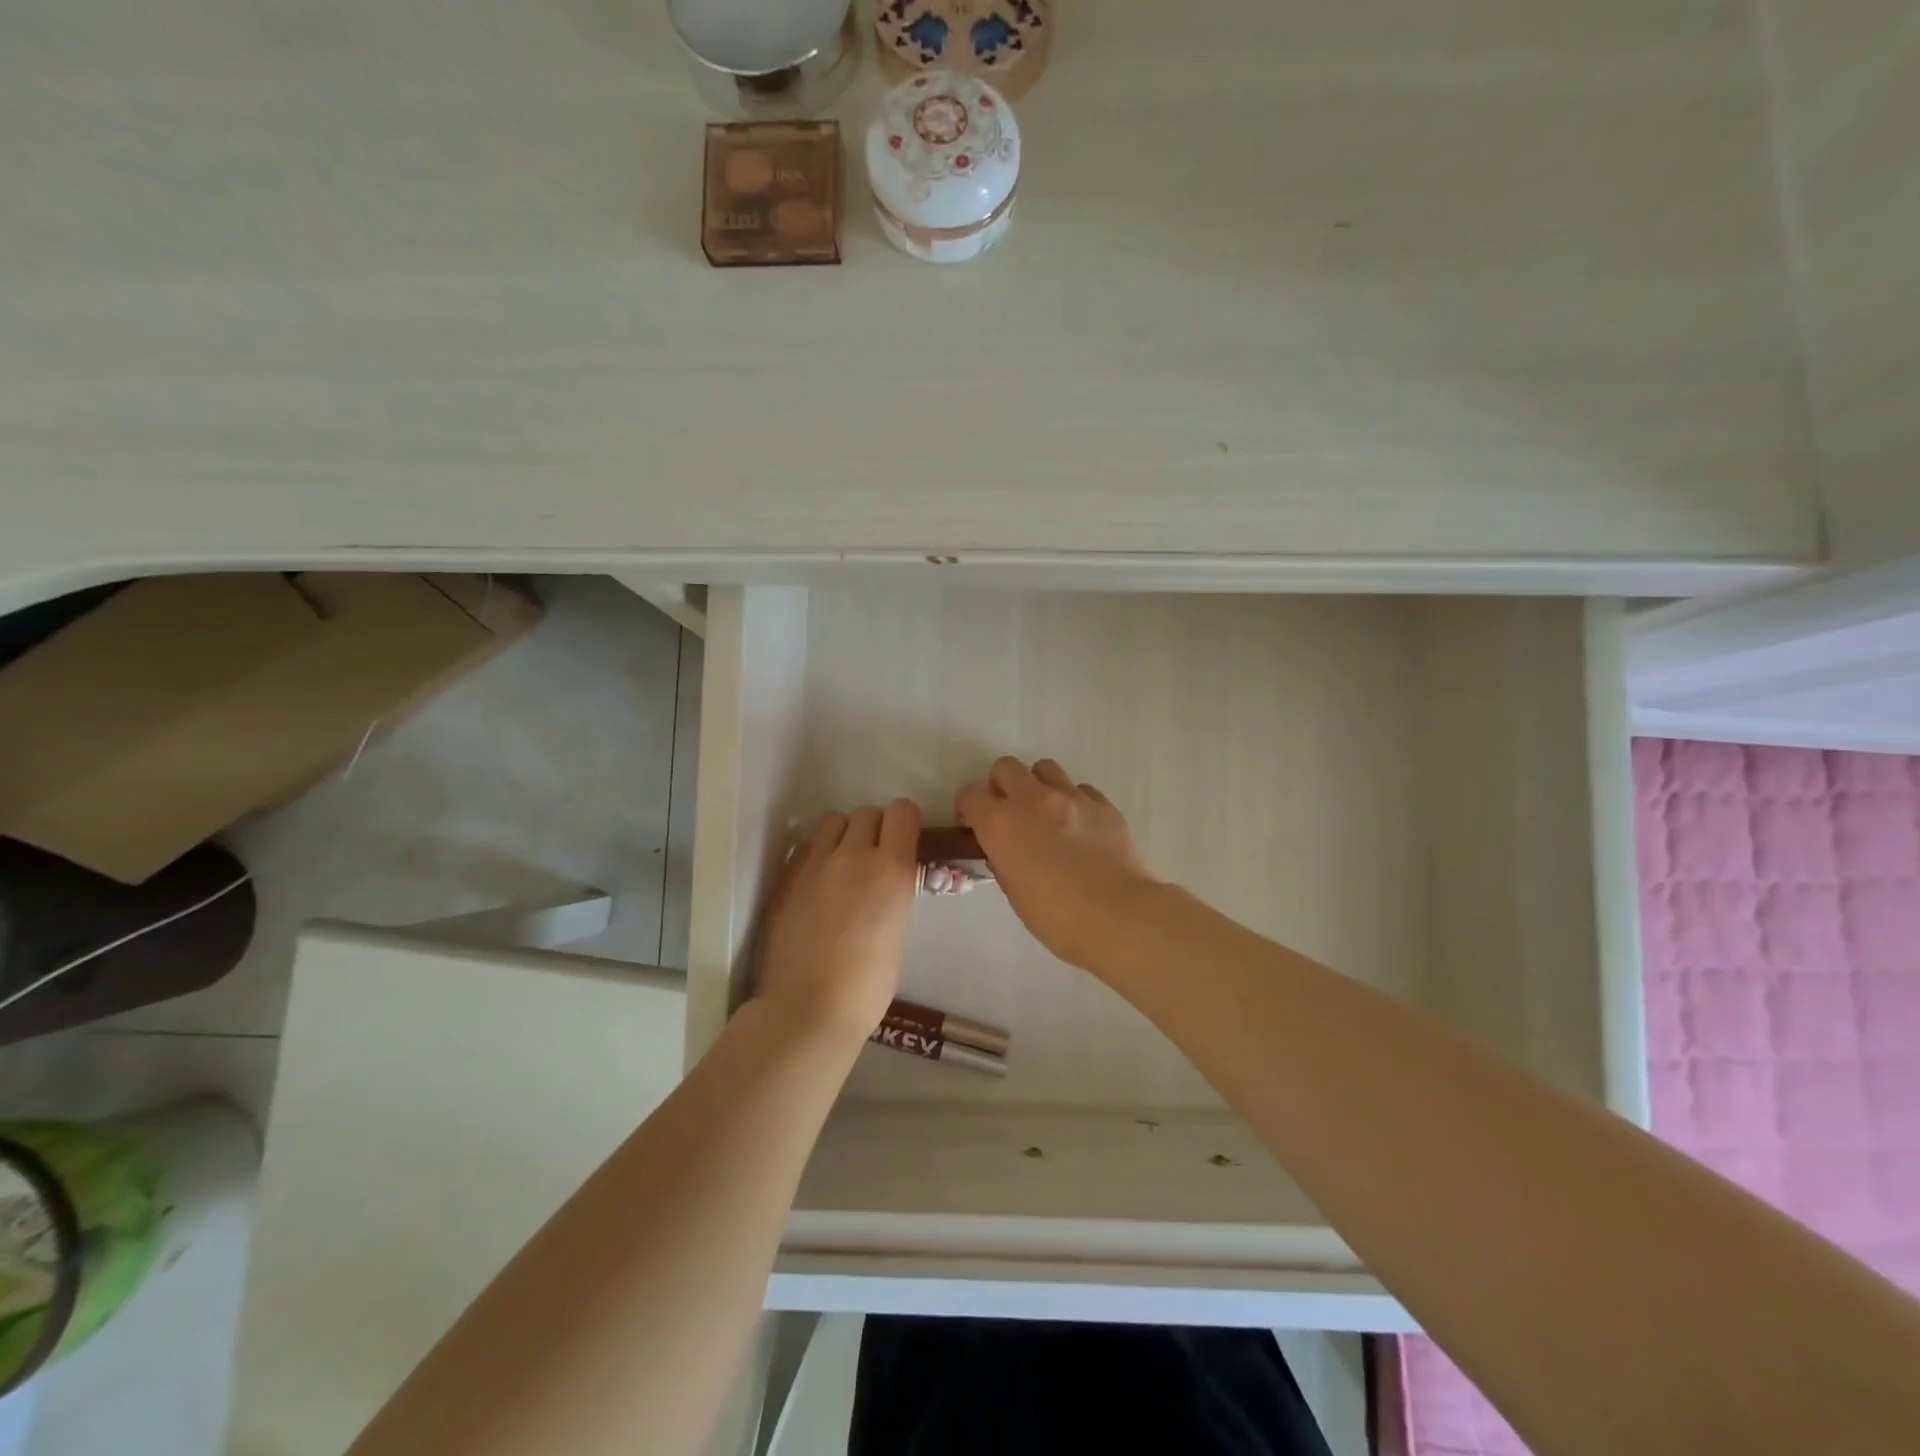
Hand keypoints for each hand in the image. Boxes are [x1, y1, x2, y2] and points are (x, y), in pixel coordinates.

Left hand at [756, 799, 920, 1045]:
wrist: (809, 1008)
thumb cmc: (868, 984)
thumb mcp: (900, 929)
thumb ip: (895, 891)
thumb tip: (889, 880)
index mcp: (891, 868)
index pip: (902, 812)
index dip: (905, 823)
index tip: (905, 840)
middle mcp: (853, 855)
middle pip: (867, 813)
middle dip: (875, 829)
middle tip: (874, 859)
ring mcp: (814, 863)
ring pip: (833, 821)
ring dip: (843, 835)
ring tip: (843, 864)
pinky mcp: (786, 877)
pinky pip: (806, 846)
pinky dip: (817, 854)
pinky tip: (817, 883)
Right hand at [955, 758, 1158, 972]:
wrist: (1119, 916)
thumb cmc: (1057, 917)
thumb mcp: (1015, 892)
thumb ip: (1003, 861)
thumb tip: (1005, 849)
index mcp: (1001, 824)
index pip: (970, 794)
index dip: (969, 809)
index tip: (975, 827)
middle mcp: (1033, 800)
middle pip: (1006, 767)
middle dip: (1002, 786)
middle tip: (1011, 814)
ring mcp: (1071, 797)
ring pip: (1045, 768)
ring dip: (1038, 786)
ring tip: (1047, 815)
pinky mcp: (1103, 804)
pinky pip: (1081, 789)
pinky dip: (1074, 802)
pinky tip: (1080, 828)